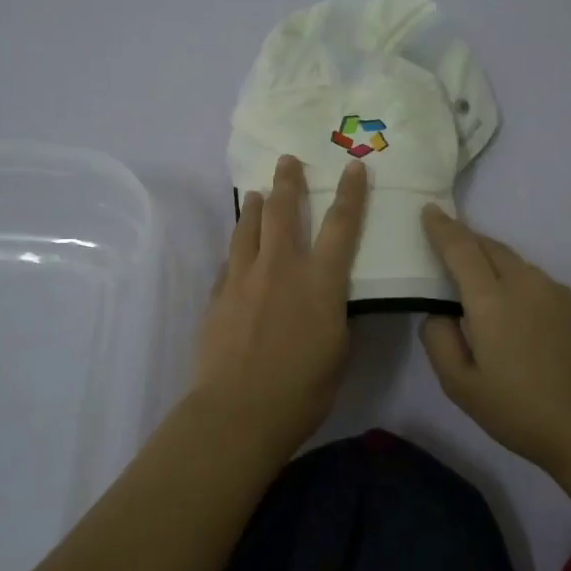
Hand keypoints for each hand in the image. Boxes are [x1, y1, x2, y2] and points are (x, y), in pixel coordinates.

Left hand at [191, 154, 367, 455]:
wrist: (238, 411)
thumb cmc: (302, 390)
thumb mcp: (338, 352)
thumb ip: (336, 315)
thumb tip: (333, 298)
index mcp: (320, 281)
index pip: (341, 225)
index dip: (349, 193)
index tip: (352, 166)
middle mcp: (281, 267)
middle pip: (283, 211)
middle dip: (287, 181)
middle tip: (287, 160)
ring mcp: (243, 278)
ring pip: (247, 227)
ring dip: (254, 206)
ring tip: (256, 193)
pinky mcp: (218, 294)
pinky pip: (230, 260)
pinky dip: (237, 248)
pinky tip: (237, 250)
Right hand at [419, 206, 570, 482]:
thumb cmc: (522, 413)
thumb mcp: (461, 387)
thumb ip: (439, 340)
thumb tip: (439, 311)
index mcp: (492, 300)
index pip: (460, 247)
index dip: (442, 227)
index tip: (428, 210)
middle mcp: (526, 284)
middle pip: (490, 246)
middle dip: (466, 239)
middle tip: (447, 244)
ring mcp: (558, 293)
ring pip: (517, 262)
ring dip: (492, 261)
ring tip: (480, 283)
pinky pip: (538, 281)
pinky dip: (518, 281)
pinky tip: (519, 314)